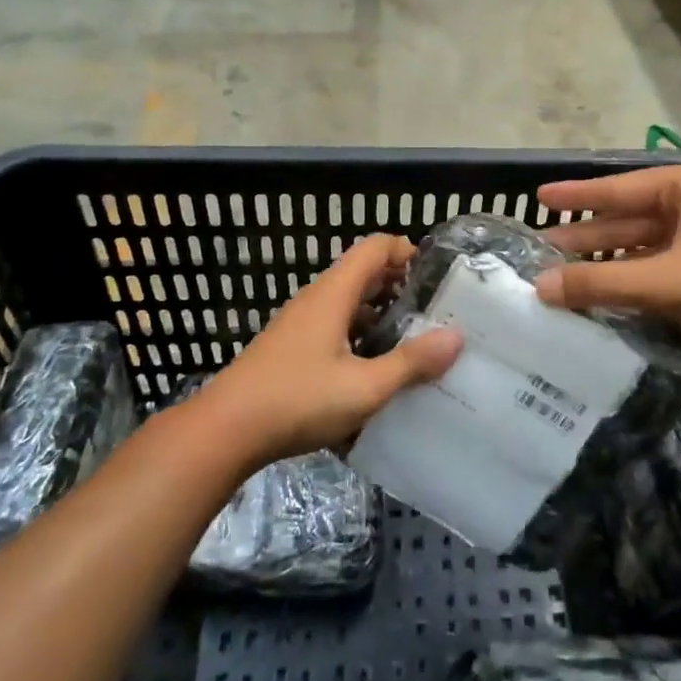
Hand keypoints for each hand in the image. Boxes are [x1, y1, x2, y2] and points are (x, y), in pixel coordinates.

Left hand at [199, 235, 461, 464]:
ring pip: (347, 302)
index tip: (436, 275)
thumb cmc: (297, 401)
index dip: (407, 251)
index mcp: (333, 295)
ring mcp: (299, 324)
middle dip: (399, 284)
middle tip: (433, 309)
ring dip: (379, 312)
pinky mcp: (289, 349)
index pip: (374, 248)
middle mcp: (316, 300)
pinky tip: (372, 368)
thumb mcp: (364, 387)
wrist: (223, 432)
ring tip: (411, 338)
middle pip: (362, 273)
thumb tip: (456, 338)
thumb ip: (411, 363)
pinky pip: (333, 326)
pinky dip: (358, 333)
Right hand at [534, 163, 680, 346]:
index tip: (540, 196)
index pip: (617, 189)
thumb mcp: (664, 281)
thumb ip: (600, 284)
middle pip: (628, 218)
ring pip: (643, 246)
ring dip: (608, 262)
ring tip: (564, 275)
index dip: (576, 195)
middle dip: (587, 236)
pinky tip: (605, 294)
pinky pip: (660, 267)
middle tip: (544, 247)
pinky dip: (633, 279)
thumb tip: (540, 287)